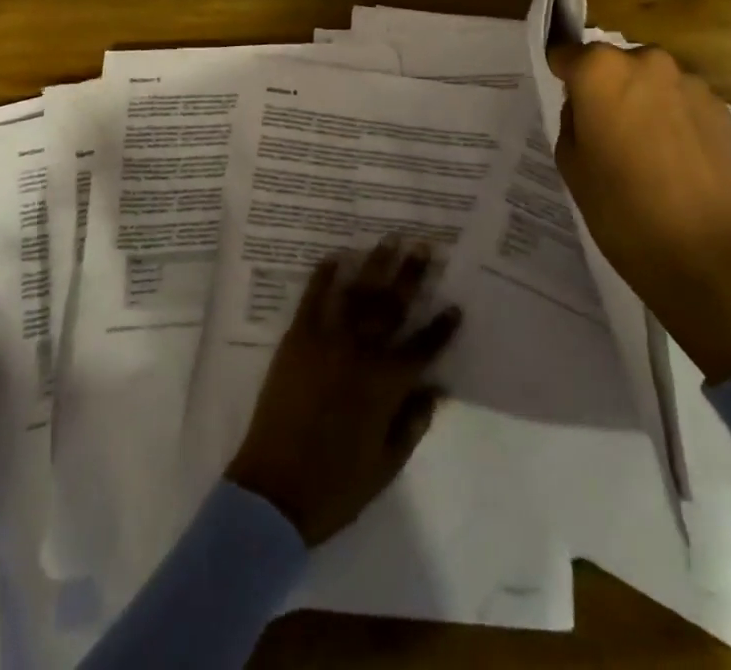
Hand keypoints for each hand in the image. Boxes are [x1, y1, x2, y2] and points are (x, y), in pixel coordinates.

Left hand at [225, 238, 461, 545]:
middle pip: (392, 306)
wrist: (274, 492)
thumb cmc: (336, 485)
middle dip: (411, 274)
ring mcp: (327, 341)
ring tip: (390, 238)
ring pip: (358, 293)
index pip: (423, 347)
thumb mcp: (387, 464)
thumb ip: (413, 422)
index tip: (455, 304)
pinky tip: (337, 255)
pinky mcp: (297, 339)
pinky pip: (314, 298)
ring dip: (376, 263)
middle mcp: (361, 353)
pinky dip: (325, 274)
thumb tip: (436, 388)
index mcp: (387, 386)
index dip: (442, 327)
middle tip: (424, 244)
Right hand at [547, 42, 730, 380]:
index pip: (567, 53)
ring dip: (642, 99)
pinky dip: (673, 116)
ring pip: (650, 79)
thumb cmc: (618, 207)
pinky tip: (673, 156)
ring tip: (643, 146)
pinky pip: (682, 100)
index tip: (563, 96)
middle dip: (606, 85)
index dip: (562, 74)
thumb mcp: (569, 160)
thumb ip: (573, 116)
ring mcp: (689, 82)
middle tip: (604, 127)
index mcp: (599, 70)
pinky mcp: (720, 106)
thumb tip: (587, 104)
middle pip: (613, 63)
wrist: (700, 252)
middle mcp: (646, 61)